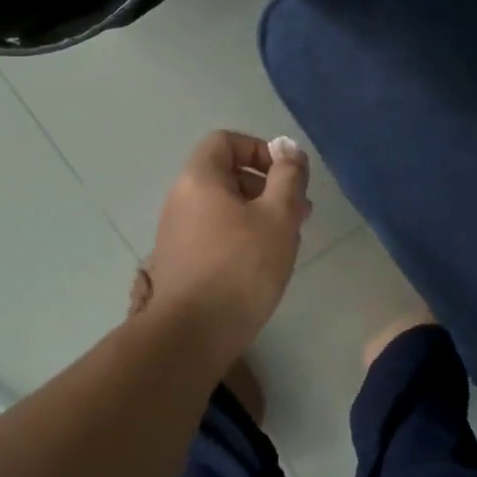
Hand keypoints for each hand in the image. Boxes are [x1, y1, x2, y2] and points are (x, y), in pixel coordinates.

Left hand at [144, 131, 310, 348]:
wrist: (190, 335)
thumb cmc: (240, 267)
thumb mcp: (278, 216)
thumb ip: (288, 177)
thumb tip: (290, 151)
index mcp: (199, 178)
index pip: (227, 141)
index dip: (260, 150)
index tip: (287, 177)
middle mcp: (181, 198)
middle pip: (227, 174)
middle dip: (267, 186)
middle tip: (299, 212)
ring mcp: (177, 231)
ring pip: (224, 206)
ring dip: (259, 214)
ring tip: (287, 240)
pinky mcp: (181, 261)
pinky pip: (215, 232)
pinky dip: (242, 236)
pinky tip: (263, 263)